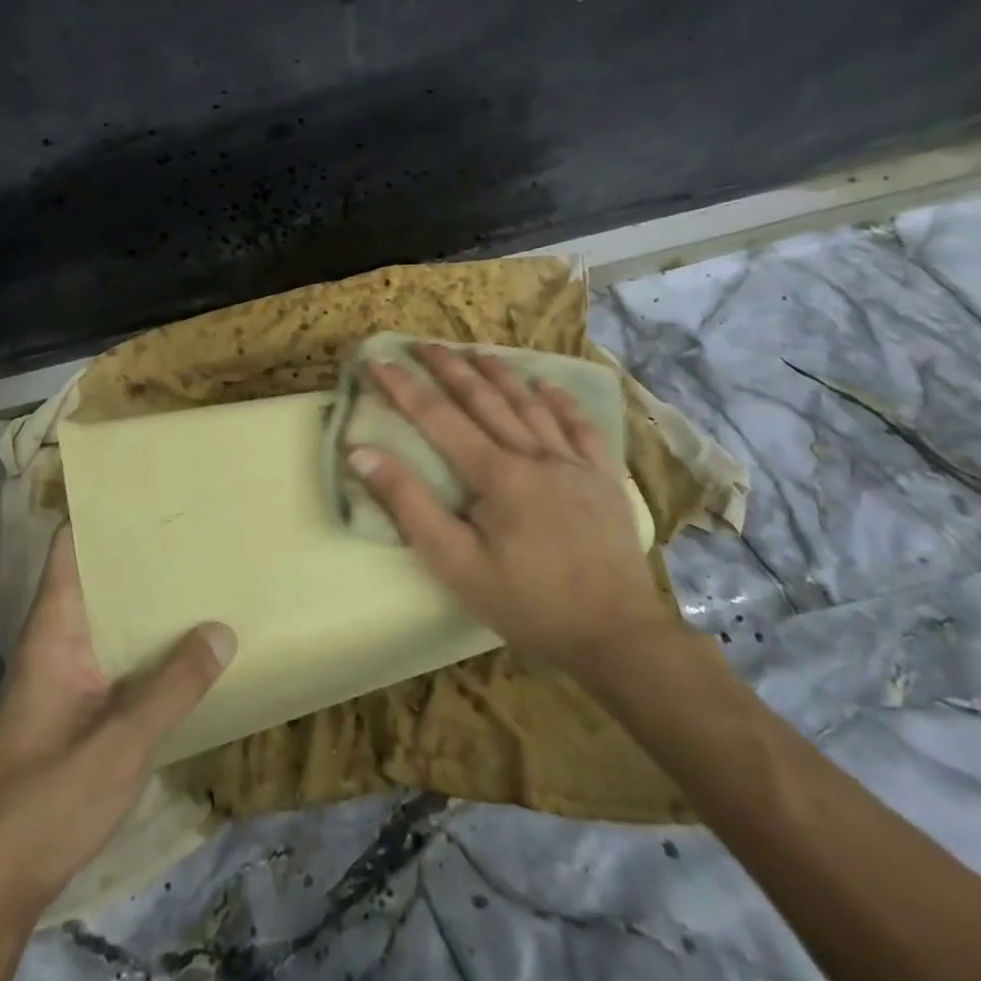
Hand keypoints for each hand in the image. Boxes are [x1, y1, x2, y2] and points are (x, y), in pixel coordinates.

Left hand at [0, 525, 235, 917]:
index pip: (68, 549)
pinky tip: (181, 650)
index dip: (100, 514)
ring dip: (144, 604)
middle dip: (139, 557)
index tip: (147, 490)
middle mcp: (55, 645)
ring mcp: (61, 681)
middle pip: (95, 580)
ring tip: (199, 576)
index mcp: (53, 633)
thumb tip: (222, 627)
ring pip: (107, 622)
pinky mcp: (71, 714)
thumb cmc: (43, 804)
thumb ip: (172, 688)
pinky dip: (143, 645)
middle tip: (195, 531)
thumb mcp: (119, 746)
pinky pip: (112, 660)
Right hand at [345, 345, 667, 674]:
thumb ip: (409, 505)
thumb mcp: (455, 563)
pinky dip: (562, 402)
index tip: (378, 360)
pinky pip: (582, 428)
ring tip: (476, 351)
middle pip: (485, 399)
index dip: (404, 387)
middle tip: (423, 344)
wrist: (617, 636)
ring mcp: (575, 464)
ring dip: (501, 374)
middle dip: (450, 368)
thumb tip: (362, 454)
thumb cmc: (528, 604)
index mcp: (496, 474)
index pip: (438, 417)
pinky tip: (548, 386)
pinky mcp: (605, 479)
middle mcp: (534, 455)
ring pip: (531, 404)